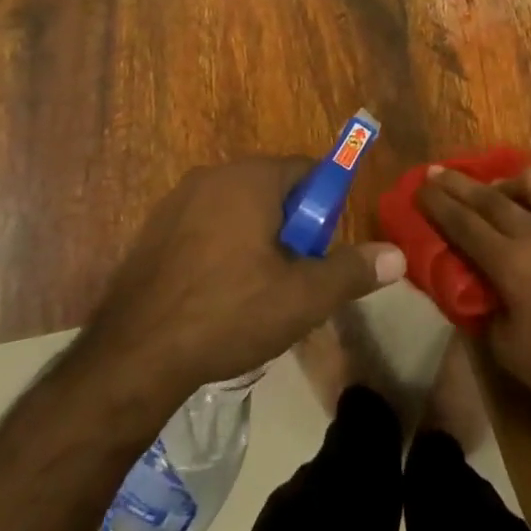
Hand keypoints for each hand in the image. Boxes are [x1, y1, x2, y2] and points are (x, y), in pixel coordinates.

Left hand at [83, 157, 406, 404]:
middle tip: (292, 279)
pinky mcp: (153, 230)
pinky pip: (205, 227)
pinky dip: (220, 251)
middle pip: (273, 191)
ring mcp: (177, 201)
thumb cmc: (227, 313)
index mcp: (251, 177)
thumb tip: (398, 256)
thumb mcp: (301, 298)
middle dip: (291, 228)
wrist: (132, 358)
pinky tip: (216, 297)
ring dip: (256, 241)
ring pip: (239, 211)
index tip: (320, 252)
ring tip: (254, 294)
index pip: (308, 171)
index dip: (323, 210)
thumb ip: (352, 271)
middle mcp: (214, 175)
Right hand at [417, 166, 530, 439]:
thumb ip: (484, 305)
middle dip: (458, 184)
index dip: (438, 204)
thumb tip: (473, 279)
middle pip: (490, 196)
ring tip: (500, 192)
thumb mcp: (507, 349)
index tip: (420, 187)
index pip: (464, 224)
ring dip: (508, 182)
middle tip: (438, 172)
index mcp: (513, 264)